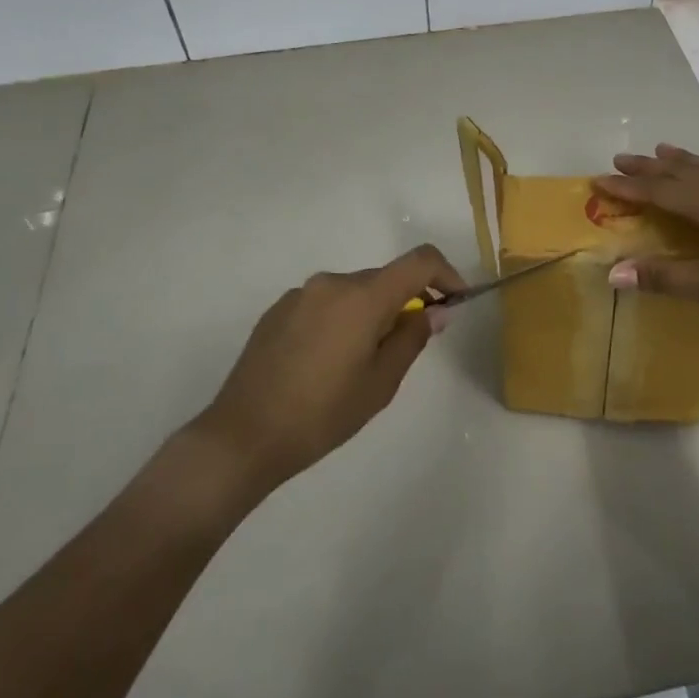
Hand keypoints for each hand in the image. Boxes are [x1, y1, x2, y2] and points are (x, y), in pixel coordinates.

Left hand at [194, 244, 464, 493]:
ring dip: (371, 313)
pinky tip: (327, 362)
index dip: (446, 274)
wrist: (243, 436)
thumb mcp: (381, 383)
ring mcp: (301, 294)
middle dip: (406, 302)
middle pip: (384, 279)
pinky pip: (325, 304)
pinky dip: (341, 320)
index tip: (455, 301)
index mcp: (363, 296)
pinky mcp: (278, 310)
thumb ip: (412, 338)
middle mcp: (332, 283)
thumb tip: (435, 311)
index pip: (419, 261)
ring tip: (361, 363)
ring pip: (353, 293)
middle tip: (408, 346)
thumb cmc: (322, 413)